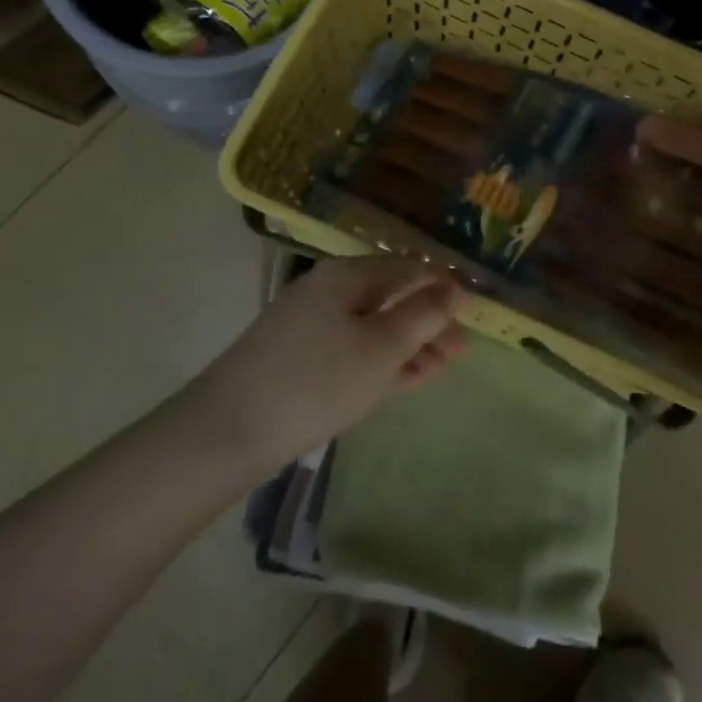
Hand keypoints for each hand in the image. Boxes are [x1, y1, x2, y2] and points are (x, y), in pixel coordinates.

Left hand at [196, 257, 467, 470]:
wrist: (226, 433)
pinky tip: (405, 379)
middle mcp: (329, 291)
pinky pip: (352, 350)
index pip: (408, 268)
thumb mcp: (381, 347)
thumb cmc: (317, 380)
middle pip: (391, 298)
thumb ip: (423, 315)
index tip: (475, 311)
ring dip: (409, 345)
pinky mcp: (298, 359)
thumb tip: (455, 288)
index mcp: (348, 276)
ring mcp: (310, 326)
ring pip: (373, 327)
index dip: (443, 285)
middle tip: (461, 351)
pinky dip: (381, 361)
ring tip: (442, 368)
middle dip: (428, 321)